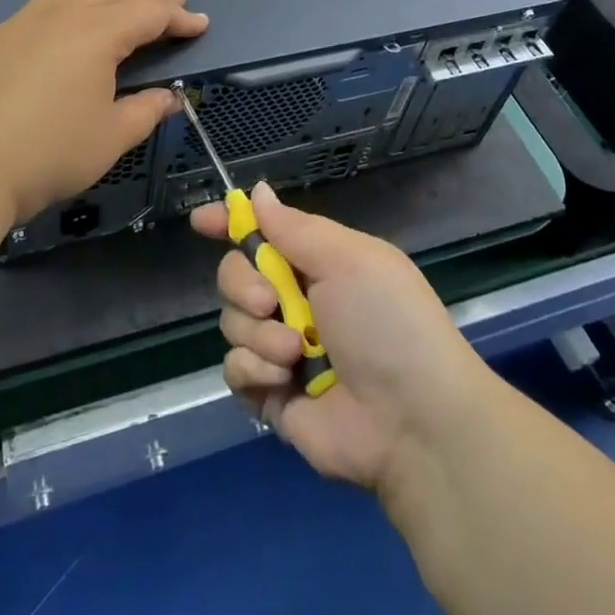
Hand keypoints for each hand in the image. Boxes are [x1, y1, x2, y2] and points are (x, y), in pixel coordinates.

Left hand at [0, 0, 207, 224]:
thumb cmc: (49, 152)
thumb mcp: (111, 138)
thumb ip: (146, 110)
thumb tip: (170, 97)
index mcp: (97, 32)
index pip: (150, 12)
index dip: (180, 17)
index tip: (200, 25)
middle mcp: (64, 12)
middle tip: (171, 9)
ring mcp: (29, 18)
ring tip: (127, 5)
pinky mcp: (4, 32)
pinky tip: (78, 25)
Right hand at [192, 183, 488, 492]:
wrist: (413, 422)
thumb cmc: (388, 323)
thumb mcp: (349, 259)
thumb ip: (294, 227)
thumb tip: (257, 192)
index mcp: (317, 262)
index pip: (263, 232)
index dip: (230, 223)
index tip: (201, 221)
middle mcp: (295, 300)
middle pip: (235, 273)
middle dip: (243, 283)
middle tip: (270, 301)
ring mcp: (280, 348)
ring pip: (232, 320)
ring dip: (258, 333)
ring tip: (295, 353)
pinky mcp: (270, 394)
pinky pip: (233, 369)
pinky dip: (253, 369)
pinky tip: (282, 380)